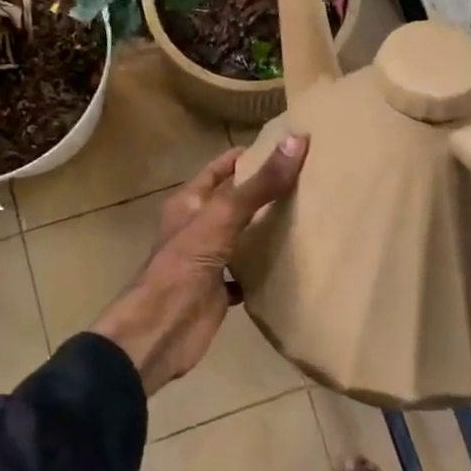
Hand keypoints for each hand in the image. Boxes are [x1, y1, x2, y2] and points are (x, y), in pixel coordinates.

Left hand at [95, 136, 308, 393]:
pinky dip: (264, 267)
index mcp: (190, 202)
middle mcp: (197, 226)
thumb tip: (297, 140)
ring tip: (307, 215)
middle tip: (308, 179)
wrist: (161, 329)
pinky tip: (291, 263)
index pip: (221, 168)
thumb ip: (260, 184)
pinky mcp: (218, 290)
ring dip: (265, 228)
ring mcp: (207, 259)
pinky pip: (246, 272)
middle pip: (233, 201)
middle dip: (263, 190)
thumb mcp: (223, 216)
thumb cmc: (185, 264)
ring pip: (241, 236)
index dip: (248, 156)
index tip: (287, 147)